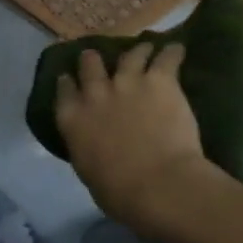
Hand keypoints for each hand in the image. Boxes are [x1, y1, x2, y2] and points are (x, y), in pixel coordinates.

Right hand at [54, 43, 217, 233]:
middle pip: (91, 65)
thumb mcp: (89, 173)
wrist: (158, 184)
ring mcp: (128, 82)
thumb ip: (88, 149)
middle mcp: (96, 94)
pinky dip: (172, 52)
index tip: (69, 78)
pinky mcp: (160, 80)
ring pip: (129, 55)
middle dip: (94, 60)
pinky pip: (167, 57)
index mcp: (73, 120)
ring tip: (144, 49)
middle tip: (99, 58)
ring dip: (136, 51)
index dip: (67, 82)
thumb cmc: (120, 193)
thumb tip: (95, 146)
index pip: (64, 91)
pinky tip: (177, 49)